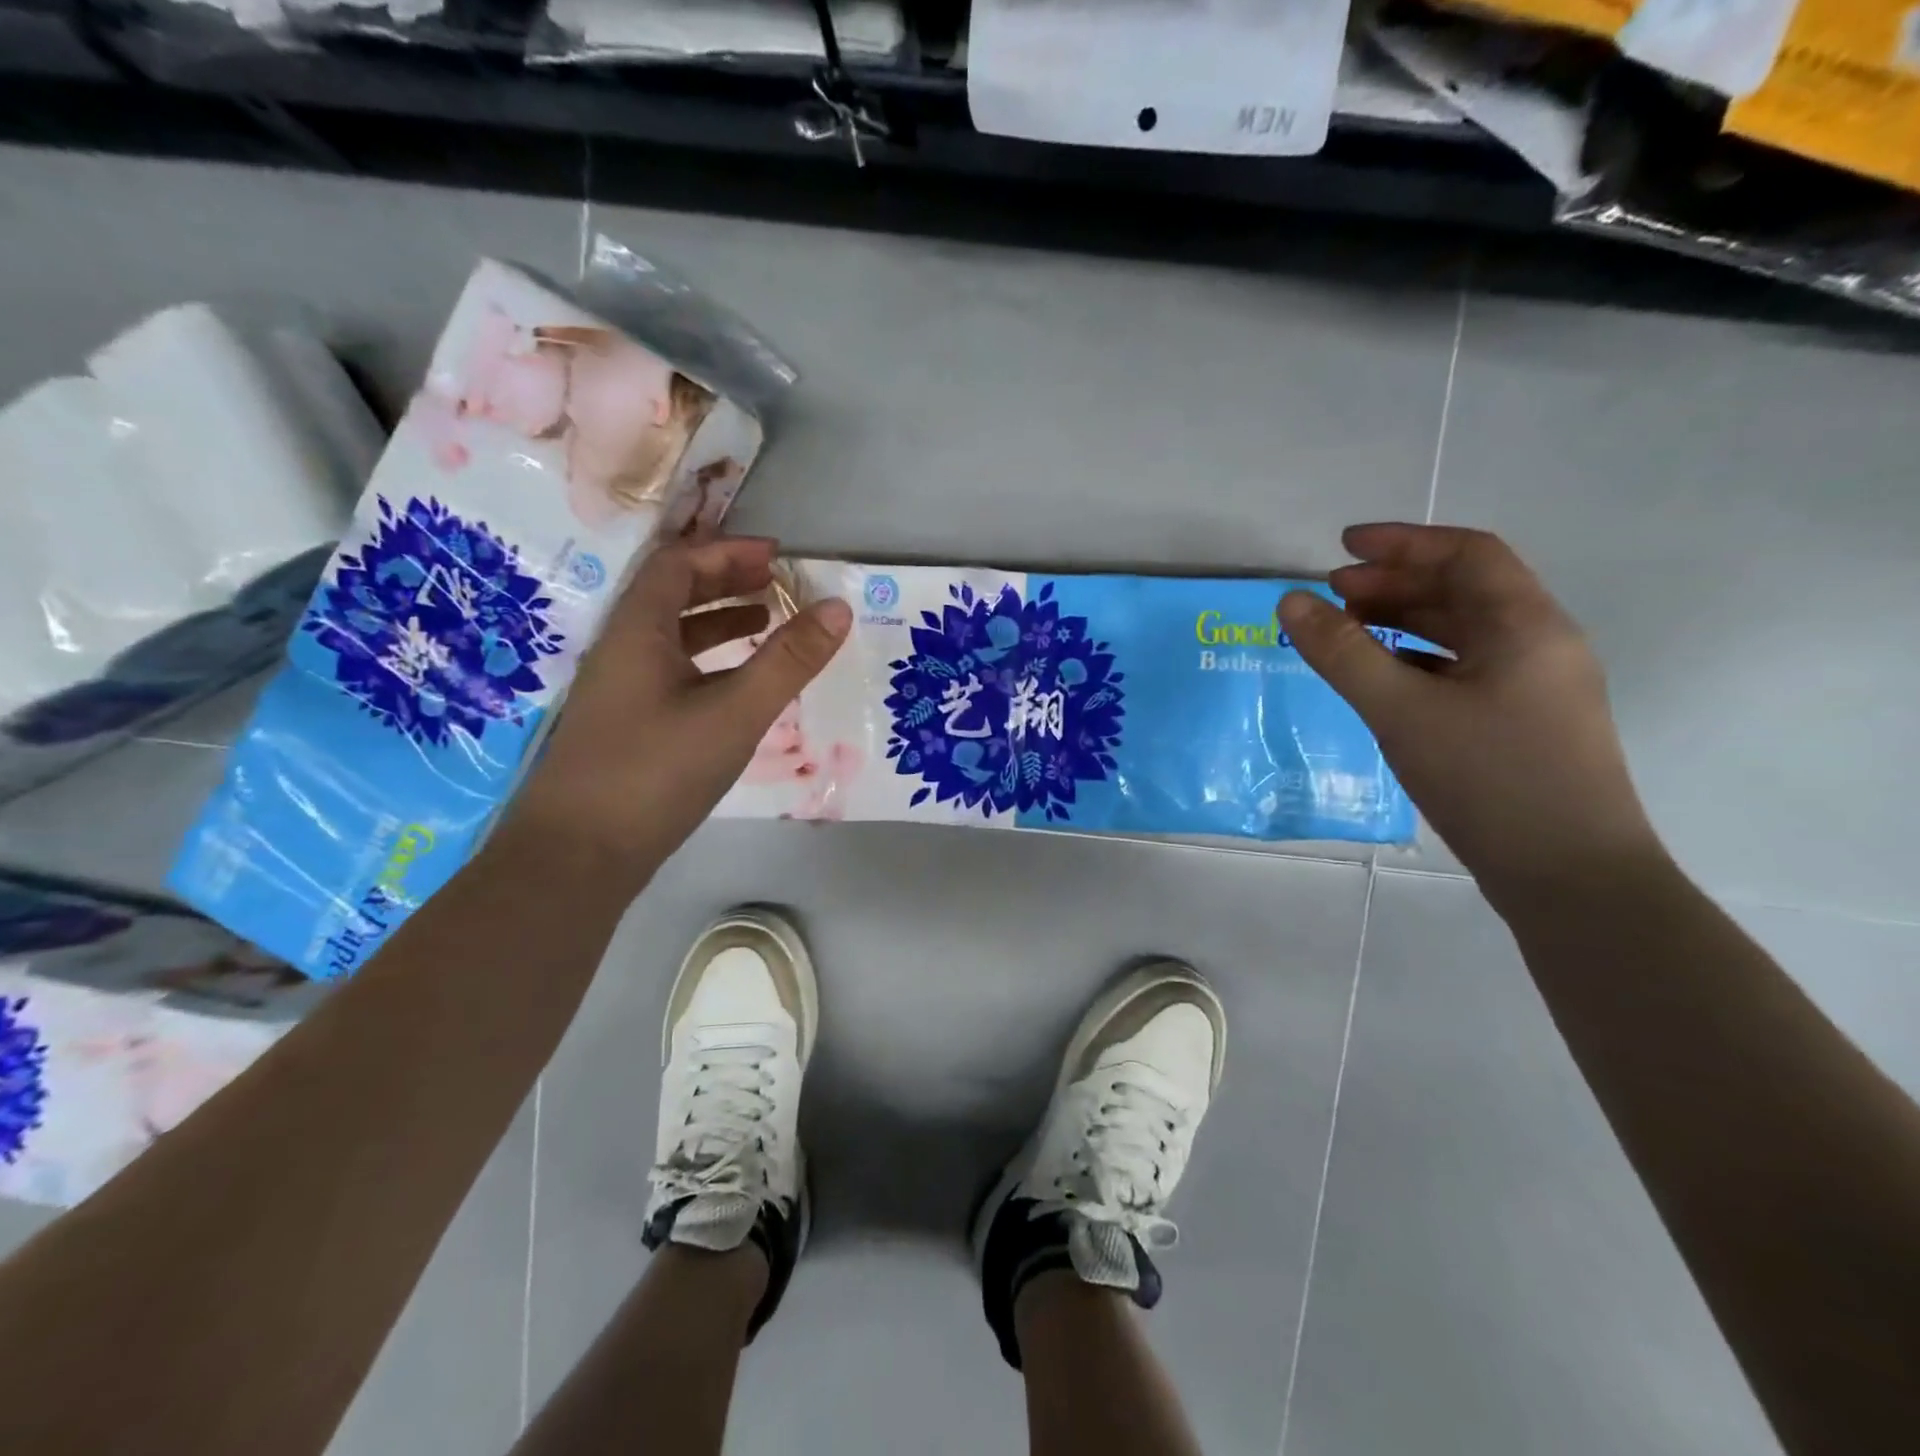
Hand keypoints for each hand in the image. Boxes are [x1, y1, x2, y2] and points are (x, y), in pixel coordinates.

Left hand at [504, 535, 850, 881]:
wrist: (579, 855)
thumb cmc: (657, 770)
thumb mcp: (736, 712)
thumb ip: (788, 660)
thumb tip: (838, 606)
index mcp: (638, 631)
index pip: (678, 564)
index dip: (727, 552)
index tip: (775, 557)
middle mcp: (622, 650)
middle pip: (672, 595)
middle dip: (725, 581)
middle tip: (776, 584)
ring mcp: (620, 691)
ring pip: (672, 637)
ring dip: (718, 621)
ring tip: (766, 624)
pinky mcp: (626, 726)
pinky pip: (672, 672)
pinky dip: (709, 663)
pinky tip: (737, 687)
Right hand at [1279, 524, 1662, 899]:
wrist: (1570, 876)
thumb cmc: (1489, 779)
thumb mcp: (1400, 711)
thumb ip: (1342, 653)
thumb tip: (1291, 601)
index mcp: (1525, 625)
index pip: (1466, 554)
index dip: (1401, 542)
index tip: (1341, 546)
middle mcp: (1539, 644)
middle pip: (1464, 590)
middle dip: (1395, 583)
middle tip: (1333, 595)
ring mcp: (1535, 687)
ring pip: (1463, 633)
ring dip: (1405, 622)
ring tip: (1348, 631)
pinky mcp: (1522, 724)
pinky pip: (1463, 670)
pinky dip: (1417, 660)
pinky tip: (1383, 680)